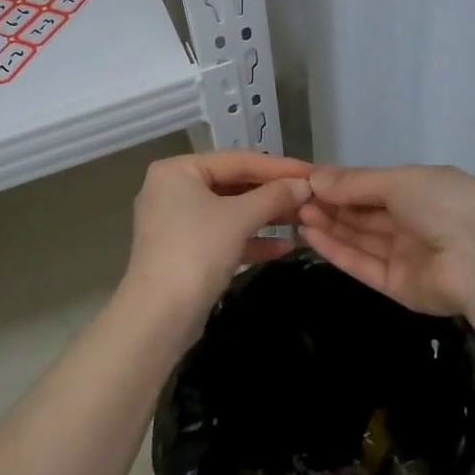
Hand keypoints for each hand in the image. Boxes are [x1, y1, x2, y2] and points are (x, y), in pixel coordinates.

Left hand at [124, 150, 312, 324]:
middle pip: (233, 185)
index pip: (237, 160)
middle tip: (312, 198)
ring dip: (266, 217)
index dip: (279, 166)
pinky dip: (251, 240)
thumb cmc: (197, 250)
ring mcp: (177, 223)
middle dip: (273, 194)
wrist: (160, 314)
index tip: (314, 173)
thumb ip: (274, 196)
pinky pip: (223, 237)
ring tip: (305, 220)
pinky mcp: (185, 253)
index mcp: (177, 170)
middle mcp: (173, 190)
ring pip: (230, 213)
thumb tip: (304, 184)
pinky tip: (285, 247)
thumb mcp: (239, 217)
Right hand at [297, 164, 474, 315]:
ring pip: (361, 238)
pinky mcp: (397, 286)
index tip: (307, 179)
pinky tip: (310, 235)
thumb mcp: (399, 181)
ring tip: (296, 213)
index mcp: (423, 191)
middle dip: (331, 204)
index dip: (342, 183)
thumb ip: (355, 183)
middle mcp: (414, 222)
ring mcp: (406, 256)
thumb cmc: (446, 204)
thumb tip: (315, 177)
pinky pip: (363, 265)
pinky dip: (337, 250)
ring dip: (329, 225)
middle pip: (364, 213)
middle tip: (294, 197)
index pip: (374, 187)